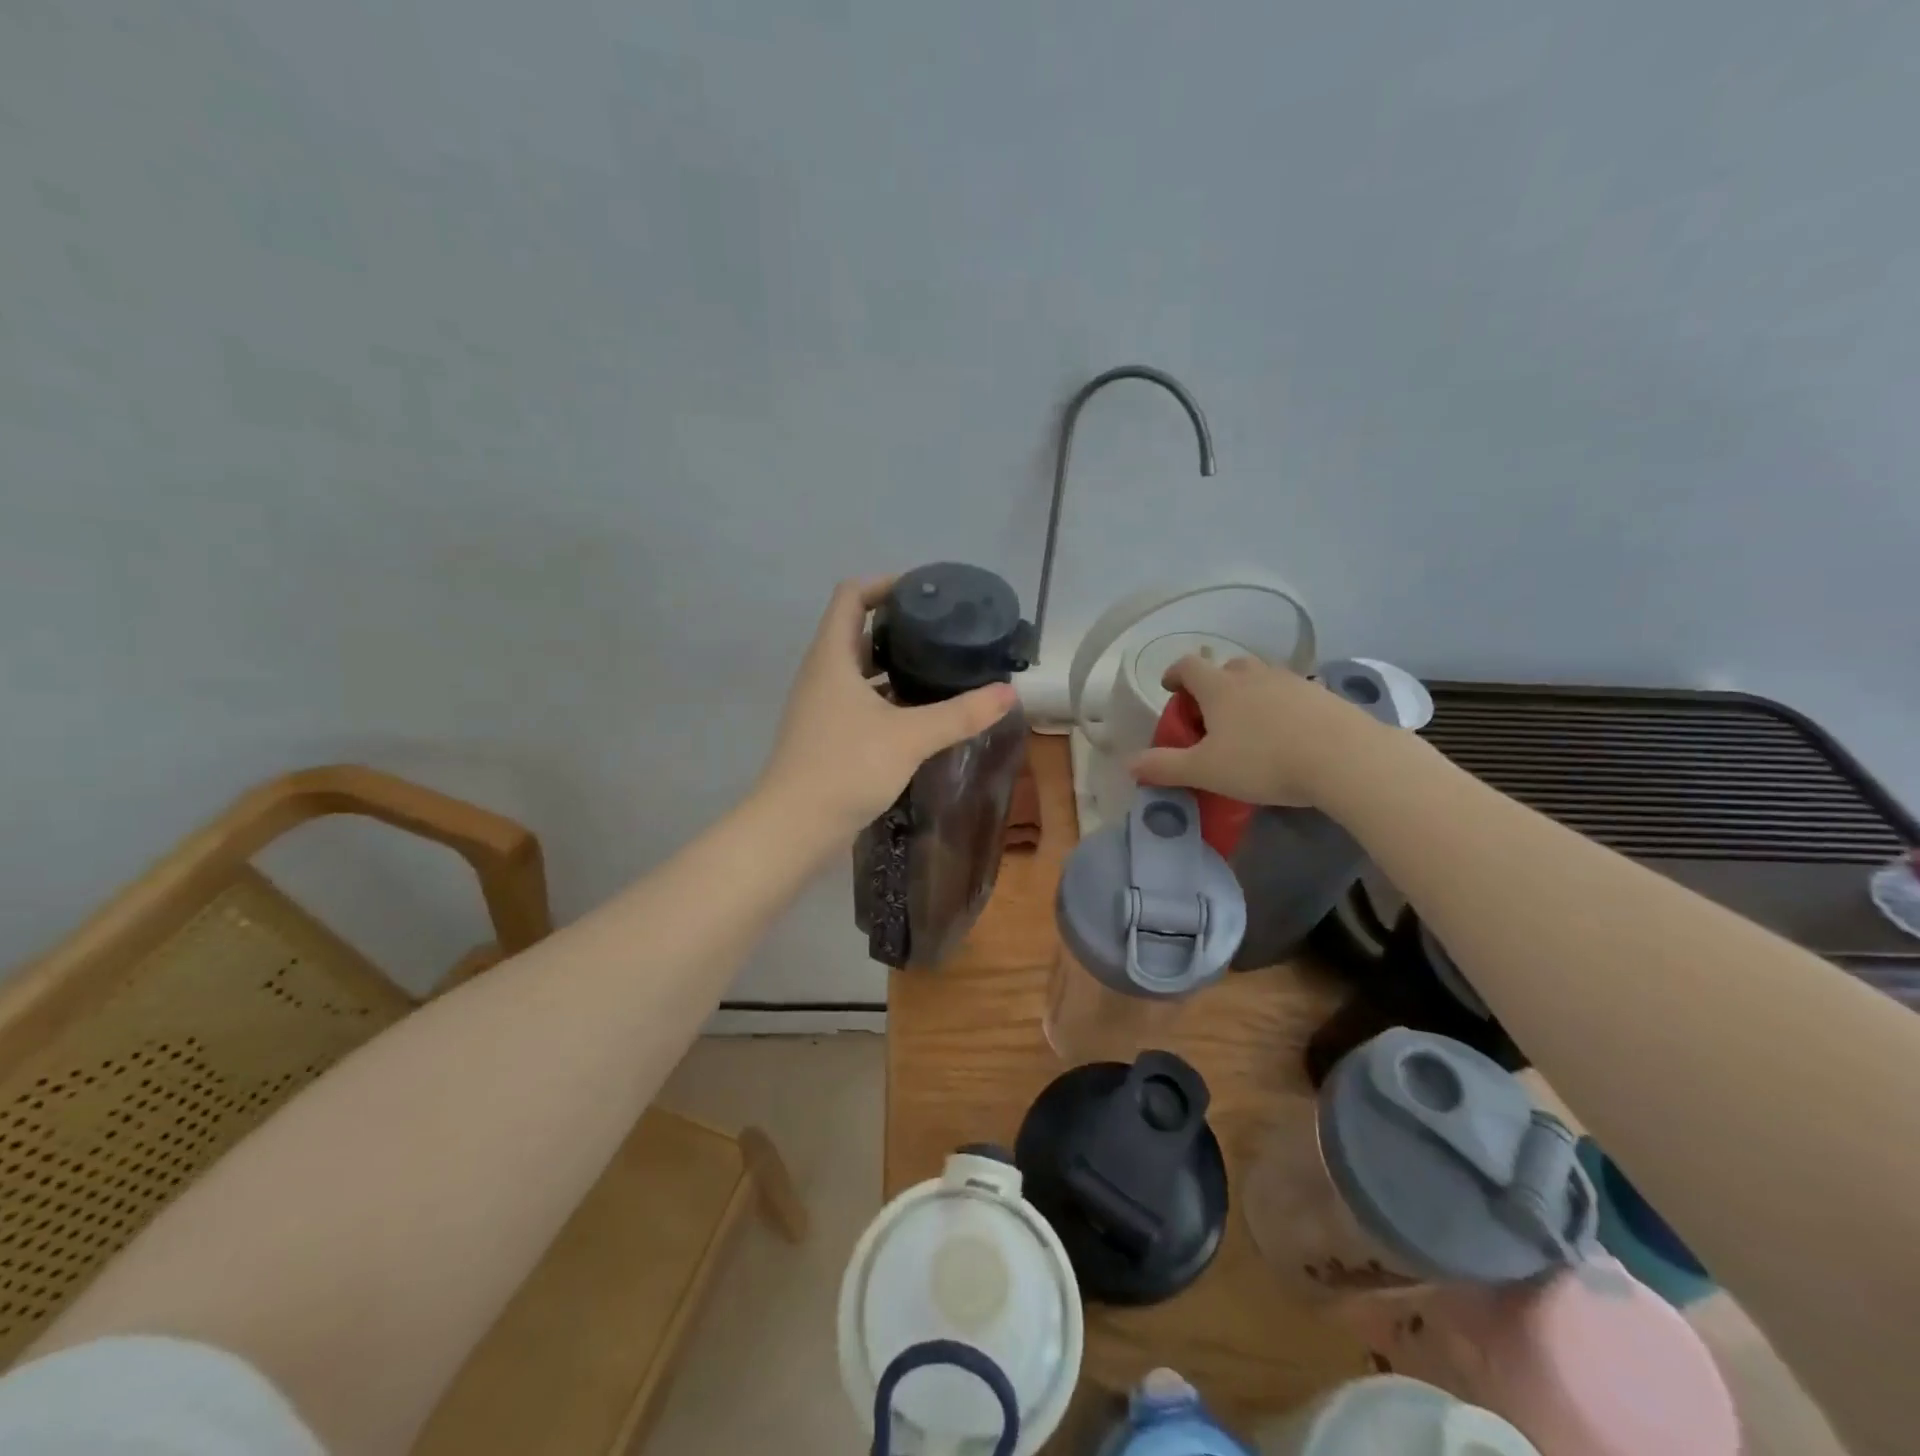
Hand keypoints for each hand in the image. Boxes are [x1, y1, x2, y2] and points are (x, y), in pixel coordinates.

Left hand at [758, 576, 1018, 844]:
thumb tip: (1008, 693)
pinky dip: (888, 696)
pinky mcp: (828, 734)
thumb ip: (960, 714)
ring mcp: (822, 705)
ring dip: (894, 663)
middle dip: (898, 624)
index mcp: (832, 657)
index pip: (851, 596)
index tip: (926, 591)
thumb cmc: (845, 767)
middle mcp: (823, 674)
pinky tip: (920, 711)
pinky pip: (860, 699)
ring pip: (860, 669)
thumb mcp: (910, 737)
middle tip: (943, 629)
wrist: (795, 827)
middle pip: (857, 630)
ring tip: (939, 666)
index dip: (886, 584)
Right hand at [1129, 654, 1386, 807]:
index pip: (1188, 665)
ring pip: (1261, 679)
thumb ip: (1165, 767)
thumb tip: (1129, 764)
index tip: (1170, 689)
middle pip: (1226, 668)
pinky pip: (1291, 694)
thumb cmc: (1264, 761)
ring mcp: (1292, 681)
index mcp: (1219, 687)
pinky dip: (1280, 707)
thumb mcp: (1205, 771)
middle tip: (1211, 715)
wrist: (1345, 758)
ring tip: (1249, 727)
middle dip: (1213, 686)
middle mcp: (1254, 675)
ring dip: (1248, 695)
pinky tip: (1286, 735)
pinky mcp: (1323, 696)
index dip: (1175, 674)